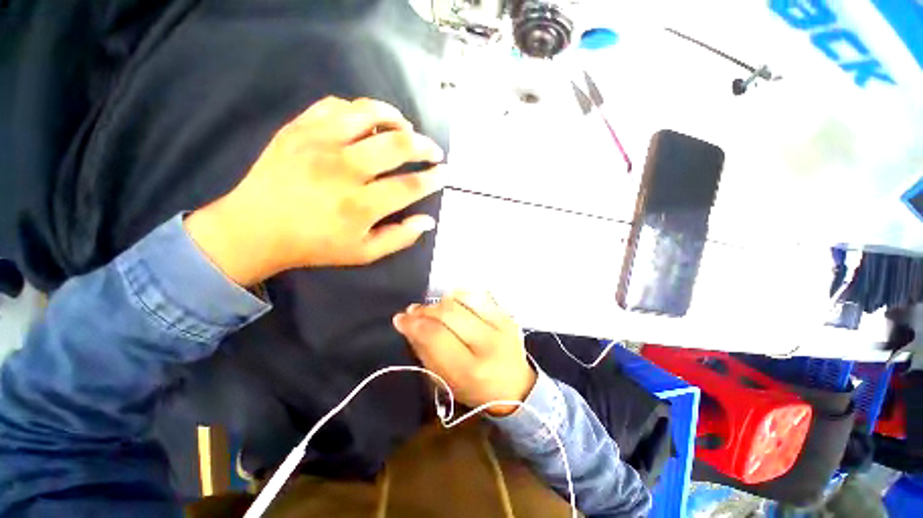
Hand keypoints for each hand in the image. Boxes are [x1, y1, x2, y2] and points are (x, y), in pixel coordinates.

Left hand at [184, 97, 444, 285]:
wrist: (256, 229)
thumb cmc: (315, 245)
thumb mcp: (364, 253)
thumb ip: (400, 238)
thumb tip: (429, 221)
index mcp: (361, 205)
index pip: (411, 185)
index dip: (434, 178)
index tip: (444, 173)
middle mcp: (344, 169)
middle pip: (397, 145)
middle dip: (425, 146)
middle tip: (434, 151)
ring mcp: (319, 143)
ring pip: (368, 114)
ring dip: (395, 118)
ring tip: (406, 128)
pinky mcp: (299, 128)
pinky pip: (336, 106)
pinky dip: (359, 110)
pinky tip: (367, 122)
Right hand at [393, 291, 535, 416]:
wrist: (516, 386)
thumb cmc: (476, 389)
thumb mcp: (446, 381)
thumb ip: (425, 351)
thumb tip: (407, 322)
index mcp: (472, 369)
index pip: (436, 335)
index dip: (414, 324)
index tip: (400, 319)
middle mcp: (489, 342)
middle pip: (449, 311)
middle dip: (426, 309)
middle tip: (414, 312)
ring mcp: (502, 324)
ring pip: (463, 297)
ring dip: (443, 302)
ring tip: (435, 311)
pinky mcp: (507, 314)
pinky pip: (477, 295)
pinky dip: (460, 297)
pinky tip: (455, 306)